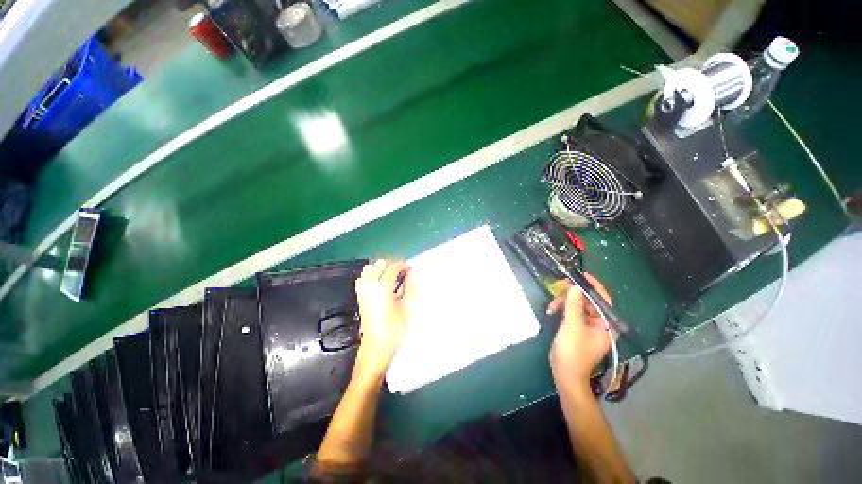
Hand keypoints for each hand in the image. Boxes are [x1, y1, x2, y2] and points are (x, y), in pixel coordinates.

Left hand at [353, 259, 412, 379]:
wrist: (376, 345)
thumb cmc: (394, 329)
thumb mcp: (407, 307)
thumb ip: (409, 287)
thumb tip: (411, 274)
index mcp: (383, 287)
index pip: (393, 267)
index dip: (403, 265)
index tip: (410, 268)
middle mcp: (370, 285)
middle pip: (380, 263)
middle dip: (392, 264)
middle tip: (402, 271)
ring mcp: (362, 289)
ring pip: (370, 268)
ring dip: (381, 268)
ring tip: (392, 275)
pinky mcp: (359, 295)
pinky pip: (363, 276)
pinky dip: (372, 274)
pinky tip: (380, 281)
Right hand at [546, 273, 614, 384]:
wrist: (565, 374)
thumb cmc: (573, 352)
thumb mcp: (572, 326)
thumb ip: (574, 306)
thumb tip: (575, 287)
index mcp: (605, 324)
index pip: (603, 300)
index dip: (594, 287)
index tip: (583, 276)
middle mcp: (598, 323)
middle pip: (587, 301)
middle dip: (572, 295)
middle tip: (559, 287)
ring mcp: (586, 326)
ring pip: (576, 305)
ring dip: (563, 303)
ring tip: (551, 307)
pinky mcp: (576, 328)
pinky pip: (570, 312)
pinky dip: (561, 309)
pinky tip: (551, 311)